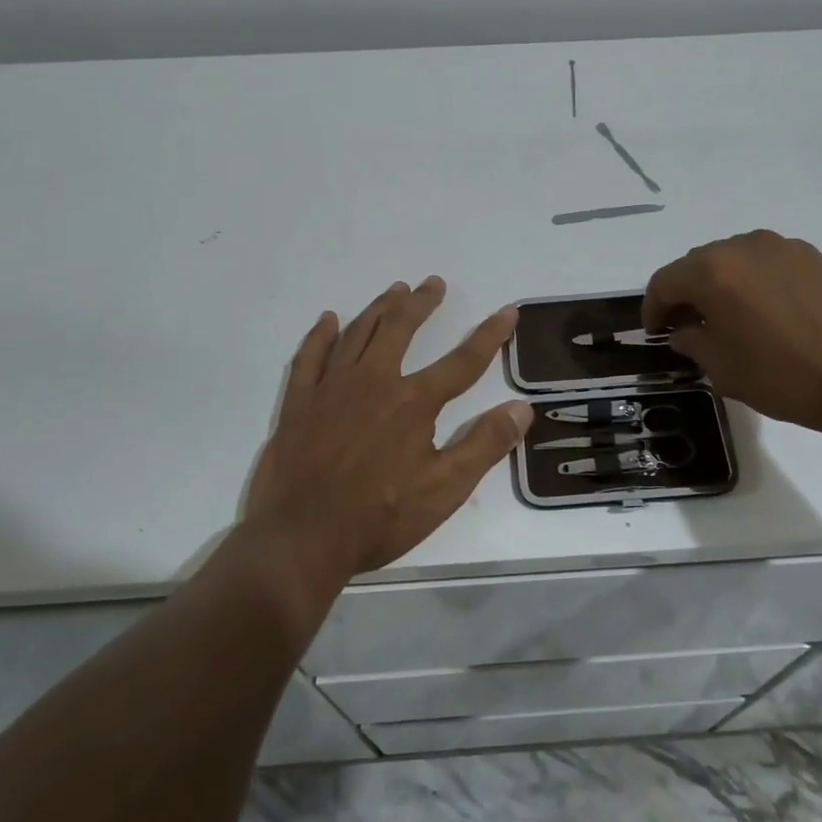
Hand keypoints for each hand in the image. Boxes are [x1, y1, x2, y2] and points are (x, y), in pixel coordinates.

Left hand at [244, 276, 532, 588]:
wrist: (302, 537)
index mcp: (413, 402)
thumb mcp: (444, 490)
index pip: (462, 362)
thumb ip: (484, 445)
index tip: (508, 311)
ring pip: (358, 333)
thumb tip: (523, 408)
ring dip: (379, 308)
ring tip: (395, 290)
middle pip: (401, 330)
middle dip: (421, 304)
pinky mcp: (299, 403)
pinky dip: (320, 335)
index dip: (489, 335)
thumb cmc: (379, 517)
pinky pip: (310, 357)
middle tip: (433, 283)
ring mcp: (331, 389)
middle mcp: (373, 382)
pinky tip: (329, 320)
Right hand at [642, 230, 821, 439]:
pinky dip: (753, 283)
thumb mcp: (725, 370)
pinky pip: (766, 264)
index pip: (665, 282)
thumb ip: (693, 342)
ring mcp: (782, 247)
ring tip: (729, 320)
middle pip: (697, 265)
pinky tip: (766, 314)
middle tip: (688, 327)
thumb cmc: (788, 377)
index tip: (655, 333)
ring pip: (733, 261)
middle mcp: (743, 247)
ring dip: (721, 286)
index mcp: (713, 271)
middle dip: (686, 294)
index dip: (653, 309)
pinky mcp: (813, 257)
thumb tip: (686, 329)